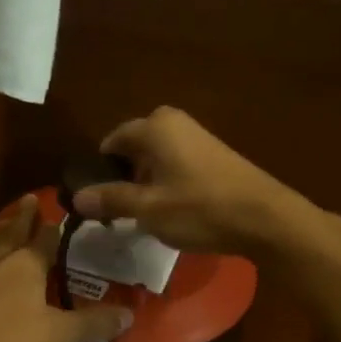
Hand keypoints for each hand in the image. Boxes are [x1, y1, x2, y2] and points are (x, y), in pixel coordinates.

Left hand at [0, 197, 131, 341]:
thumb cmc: (4, 341)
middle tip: (28, 198)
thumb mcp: (57, 338)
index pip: (46, 238)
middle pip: (12, 230)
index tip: (59, 212)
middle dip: (23, 215)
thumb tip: (129, 314)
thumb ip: (92, 325)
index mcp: (26, 264)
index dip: (55, 227)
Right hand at [71, 107, 301, 256]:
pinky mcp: (213, 156)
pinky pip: (175, 165)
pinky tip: (171, 212)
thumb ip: (111, 200)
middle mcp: (174, 123)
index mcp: (154, 127)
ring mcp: (197, 137)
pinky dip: (166, 184)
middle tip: (118, 212)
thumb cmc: (199, 209)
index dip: (99, 171)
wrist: (265, 218)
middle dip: (122, 177)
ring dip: (144, 183)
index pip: (111, 142)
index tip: (95, 201)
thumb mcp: (147, 209)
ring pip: (155, 158)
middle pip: (133, 149)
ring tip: (143, 216)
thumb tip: (76, 197)